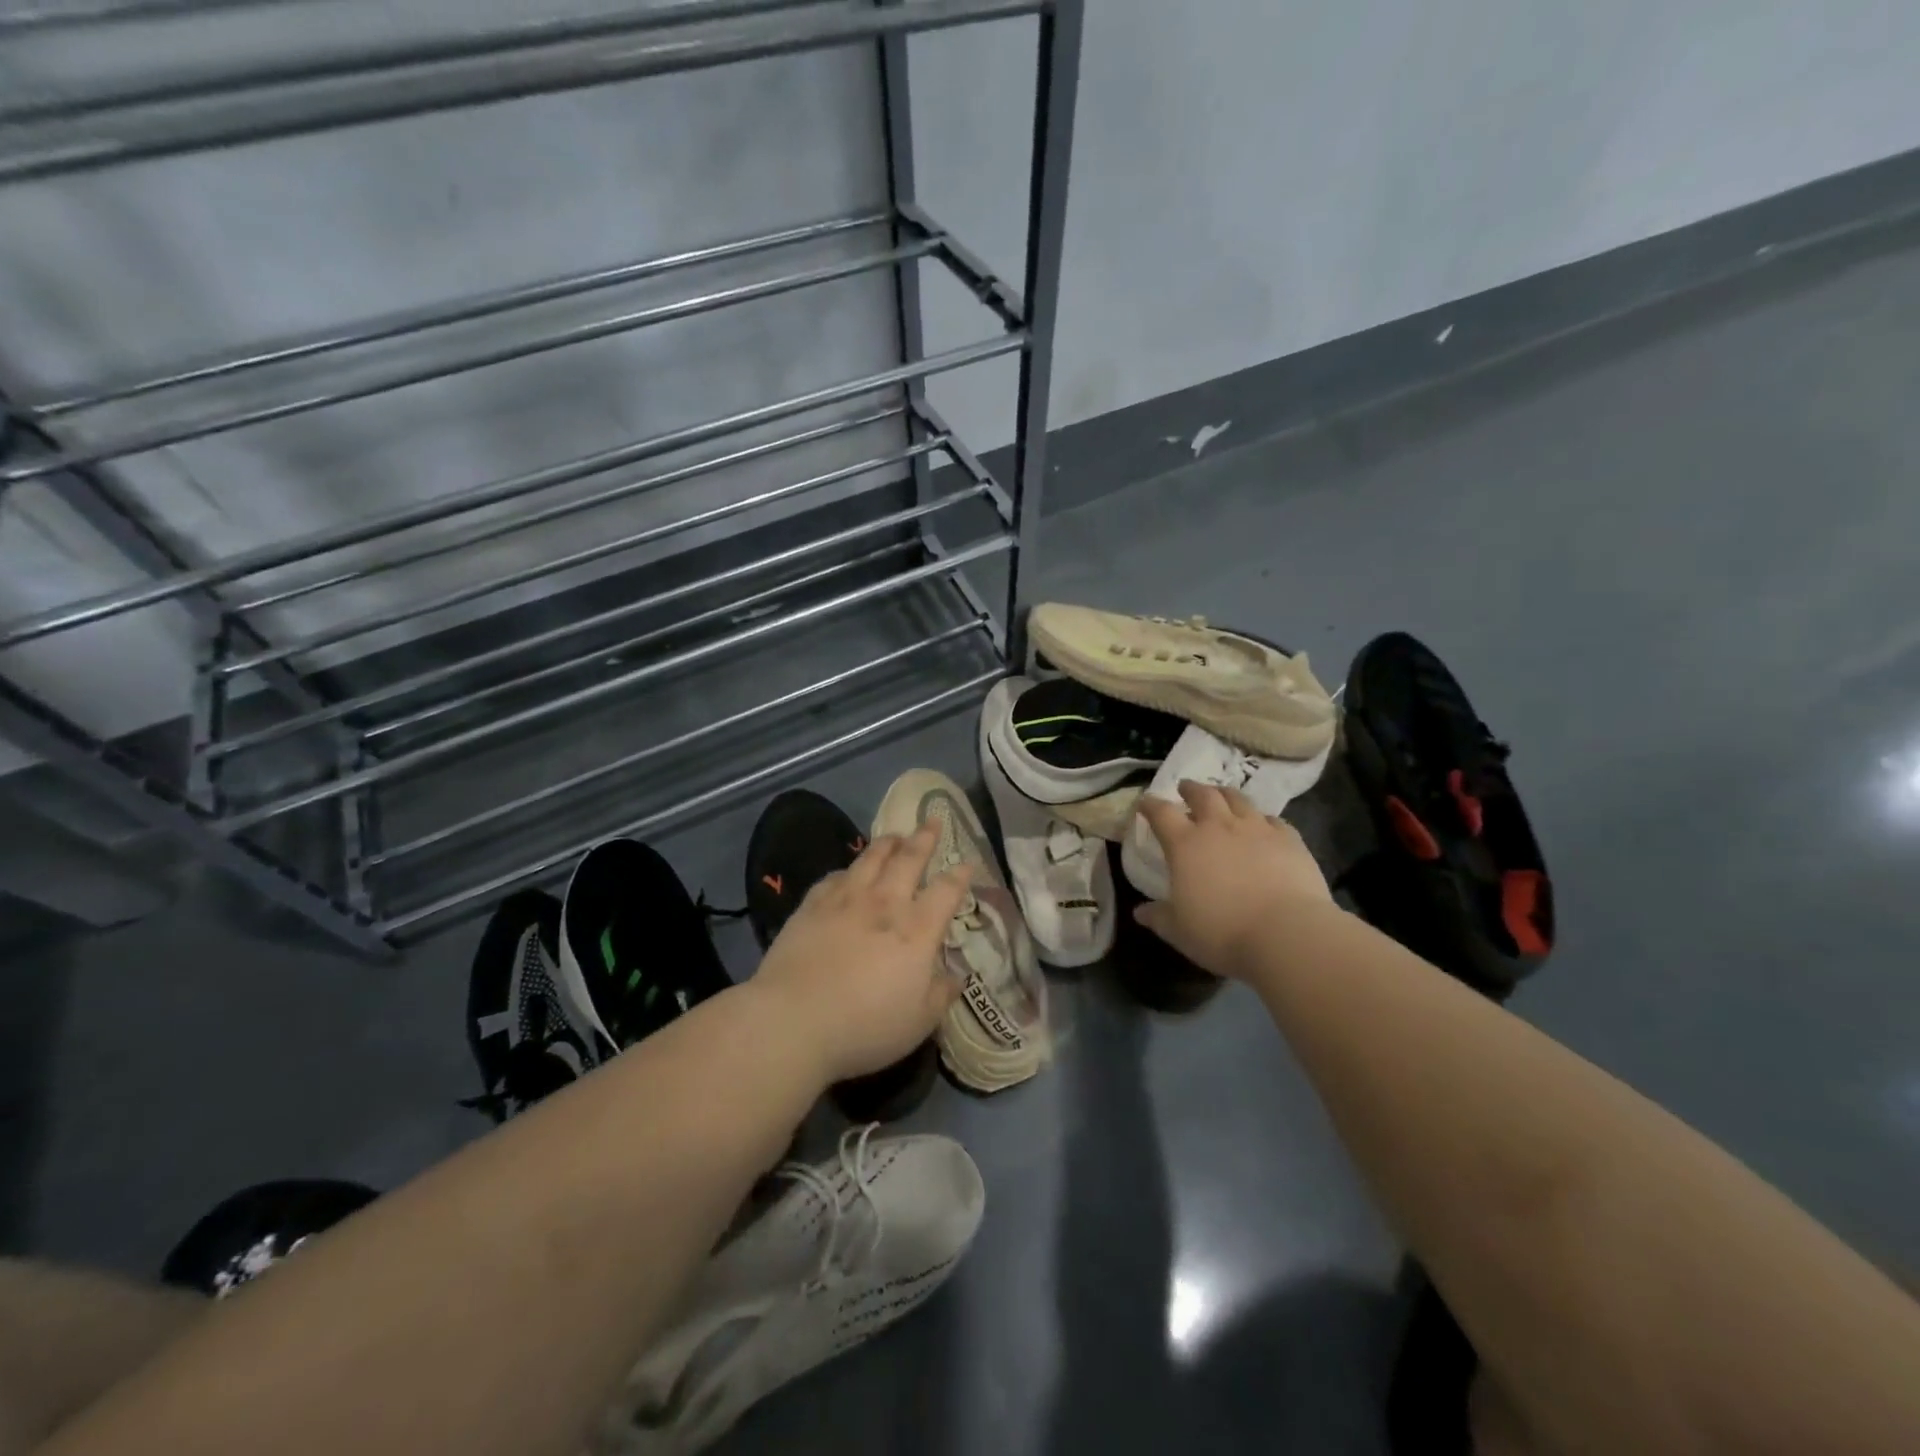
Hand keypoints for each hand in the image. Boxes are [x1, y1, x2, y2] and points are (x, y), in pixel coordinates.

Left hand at [748, 823, 971, 1084]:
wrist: (794, 1020)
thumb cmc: (865, 1027)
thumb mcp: (918, 1022)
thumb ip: (940, 995)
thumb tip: (956, 976)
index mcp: (917, 931)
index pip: (945, 891)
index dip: (959, 875)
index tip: (966, 863)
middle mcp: (885, 905)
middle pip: (908, 860)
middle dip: (924, 839)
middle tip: (932, 821)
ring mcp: (845, 901)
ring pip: (870, 859)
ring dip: (887, 843)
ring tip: (895, 835)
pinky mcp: (812, 906)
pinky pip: (834, 877)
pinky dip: (847, 870)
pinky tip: (847, 871)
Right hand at [1134, 781, 1333, 978]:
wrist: (1286, 933)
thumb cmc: (1222, 932)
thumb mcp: (1179, 931)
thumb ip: (1158, 917)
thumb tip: (1140, 912)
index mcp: (1185, 844)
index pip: (1161, 813)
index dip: (1150, 805)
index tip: (1145, 802)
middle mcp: (1219, 827)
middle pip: (1203, 795)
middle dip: (1191, 789)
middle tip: (1185, 788)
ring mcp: (1257, 829)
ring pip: (1238, 799)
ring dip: (1225, 794)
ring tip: (1221, 796)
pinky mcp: (1289, 839)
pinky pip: (1273, 820)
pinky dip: (1263, 819)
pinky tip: (1264, 825)